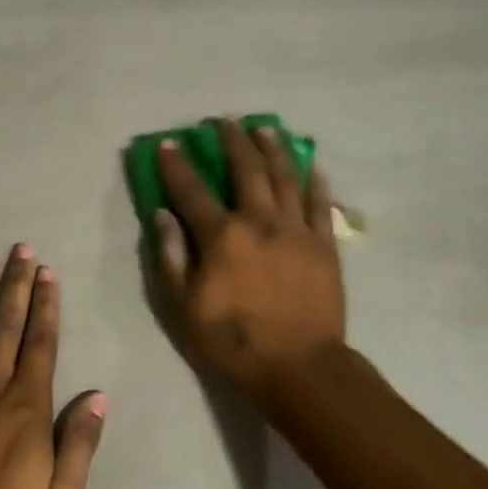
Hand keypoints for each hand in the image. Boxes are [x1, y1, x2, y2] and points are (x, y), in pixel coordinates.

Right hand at [154, 121, 346, 398]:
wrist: (300, 367)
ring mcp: (297, 230)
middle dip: (233, 141)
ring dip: (273, 148)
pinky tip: (311, 166)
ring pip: (286, 177)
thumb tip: (162, 214)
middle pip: (246, 169)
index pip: (192, 191)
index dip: (177, 165)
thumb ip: (172, 257)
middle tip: (225, 121)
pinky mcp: (325, 245)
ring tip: (265, 128)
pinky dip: (314, 182)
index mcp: (223, 236)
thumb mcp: (184, 307)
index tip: (169, 143)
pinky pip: (320, 204)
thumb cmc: (234, 342)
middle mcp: (261, 221)